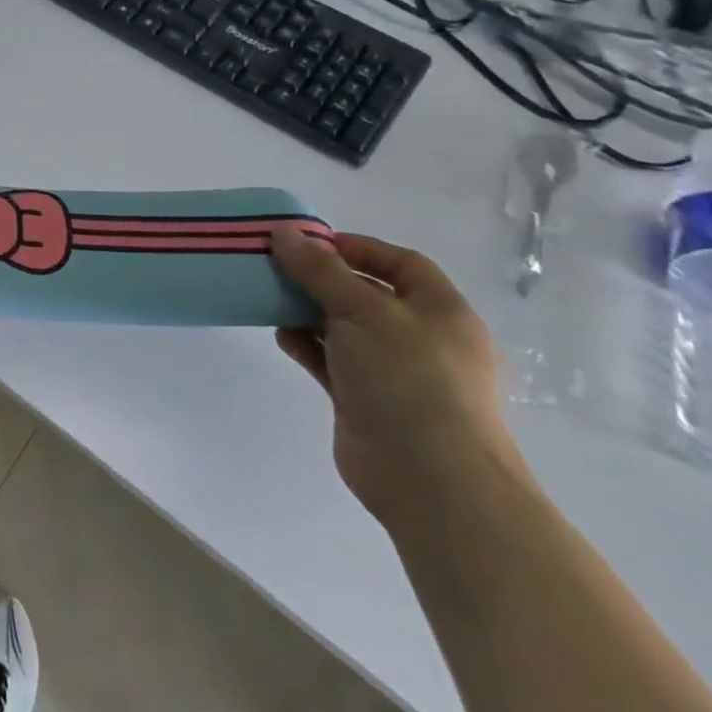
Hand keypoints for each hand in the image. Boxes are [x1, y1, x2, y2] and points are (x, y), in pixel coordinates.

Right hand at [269, 228, 525, 528]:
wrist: (431, 479)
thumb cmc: (410, 380)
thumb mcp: (363, 310)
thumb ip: (320, 270)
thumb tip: (285, 232)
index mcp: (441, 311)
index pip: (400, 263)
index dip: (356, 248)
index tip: (307, 243)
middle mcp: (421, 338)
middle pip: (367, 294)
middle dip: (322, 279)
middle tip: (276, 266)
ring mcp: (394, 372)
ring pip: (344, 327)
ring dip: (308, 311)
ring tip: (270, 298)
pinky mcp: (365, 399)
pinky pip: (331, 360)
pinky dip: (306, 345)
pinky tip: (281, 336)